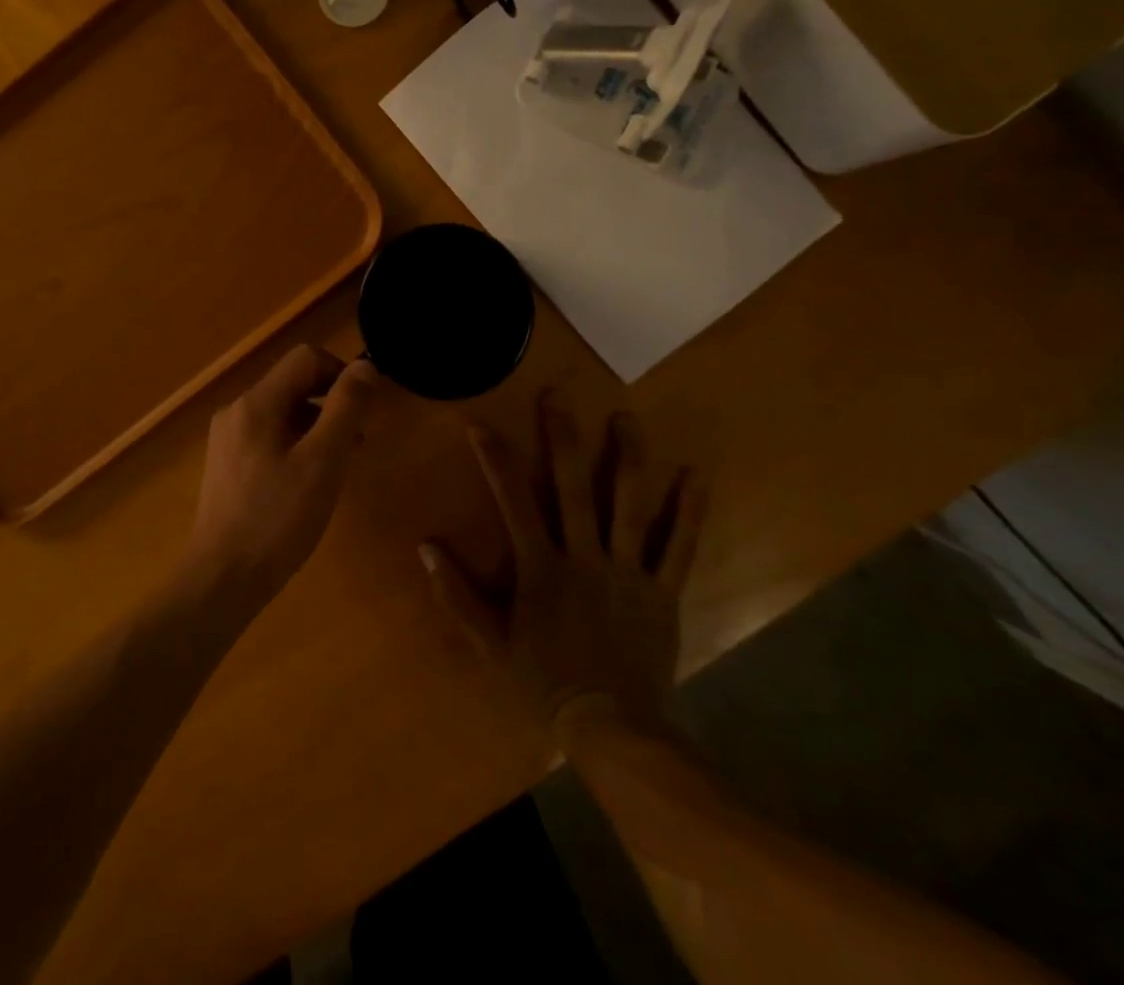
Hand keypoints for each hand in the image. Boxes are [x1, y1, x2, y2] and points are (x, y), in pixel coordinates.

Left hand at [184, 346, 377, 611]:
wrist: (222, 578)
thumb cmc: (278, 519)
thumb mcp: (323, 462)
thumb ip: (346, 409)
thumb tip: (365, 367)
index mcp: (257, 402)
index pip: (306, 359)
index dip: (341, 373)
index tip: (364, 409)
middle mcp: (237, 410)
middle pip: (292, 383)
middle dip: (330, 402)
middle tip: (357, 442)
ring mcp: (227, 438)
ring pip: (282, 411)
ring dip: (315, 425)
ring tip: (338, 465)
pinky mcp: (226, 463)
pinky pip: (268, 435)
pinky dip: (295, 444)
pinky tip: (307, 482)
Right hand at [420, 392, 706, 739]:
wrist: (612, 728)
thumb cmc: (545, 681)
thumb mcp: (490, 642)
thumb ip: (457, 594)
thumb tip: (425, 547)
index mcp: (541, 568)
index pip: (513, 502)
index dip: (495, 460)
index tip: (480, 424)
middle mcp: (584, 557)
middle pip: (574, 488)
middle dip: (563, 438)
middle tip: (559, 396)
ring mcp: (628, 571)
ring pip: (630, 506)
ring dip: (629, 459)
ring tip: (626, 419)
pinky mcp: (662, 590)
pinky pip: (680, 547)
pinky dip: (690, 512)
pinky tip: (698, 476)